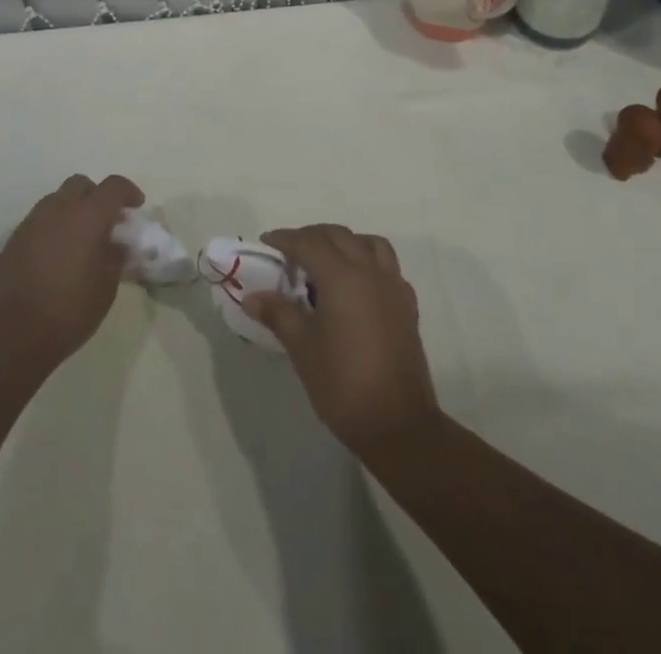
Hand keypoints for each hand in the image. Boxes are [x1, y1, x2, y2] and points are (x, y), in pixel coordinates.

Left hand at [0, 175, 143, 366]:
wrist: (13, 334)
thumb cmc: (70, 310)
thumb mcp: (106, 286)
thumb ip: (115, 257)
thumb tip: (116, 245)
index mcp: (88, 216)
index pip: (113, 186)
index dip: (128, 191)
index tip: (136, 206)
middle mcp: (59, 210)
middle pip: (80, 184)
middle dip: (96, 196)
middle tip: (105, 221)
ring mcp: (32, 223)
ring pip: (56, 200)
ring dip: (72, 210)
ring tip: (79, 240)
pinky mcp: (13, 240)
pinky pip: (38, 222)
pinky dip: (52, 228)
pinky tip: (56, 256)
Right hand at [244, 224, 440, 454]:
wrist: (398, 424)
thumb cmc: (343, 384)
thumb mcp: (302, 348)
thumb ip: (279, 314)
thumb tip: (253, 297)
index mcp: (343, 277)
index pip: (309, 243)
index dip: (285, 239)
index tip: (266, 242)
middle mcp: (370, 271)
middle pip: (339, 236)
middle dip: (312, 236)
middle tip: (290, 251)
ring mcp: (393, 286)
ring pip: (369, 243)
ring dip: (344, 242)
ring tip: (325, 260)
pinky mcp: (407, 305)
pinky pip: (387, 266)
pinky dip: (368, 262)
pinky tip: (356, 285)